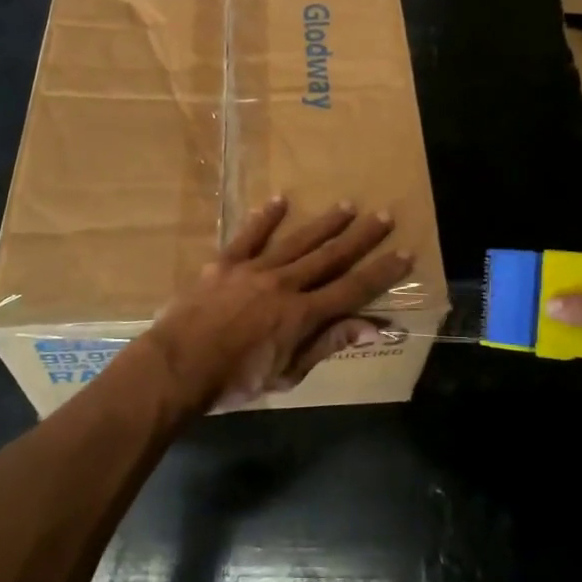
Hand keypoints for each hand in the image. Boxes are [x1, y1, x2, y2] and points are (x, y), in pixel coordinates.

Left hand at [142, 198, 413, 412]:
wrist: (177, 367)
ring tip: (347, 205)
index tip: (405, 254)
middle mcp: (285, 284)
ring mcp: (254, 270)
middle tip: (383, 216)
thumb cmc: (234, 381)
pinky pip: (249, 236)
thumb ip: (328, 344)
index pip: (353, 289)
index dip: (381, 272)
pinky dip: (266, 218)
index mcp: (303, 315)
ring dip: (324, 223)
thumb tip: (374, 328)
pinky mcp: (225, 264)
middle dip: (360, 237)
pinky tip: (280, 200)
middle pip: (330, 257)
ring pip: (297, 241)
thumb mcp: (288, 374)